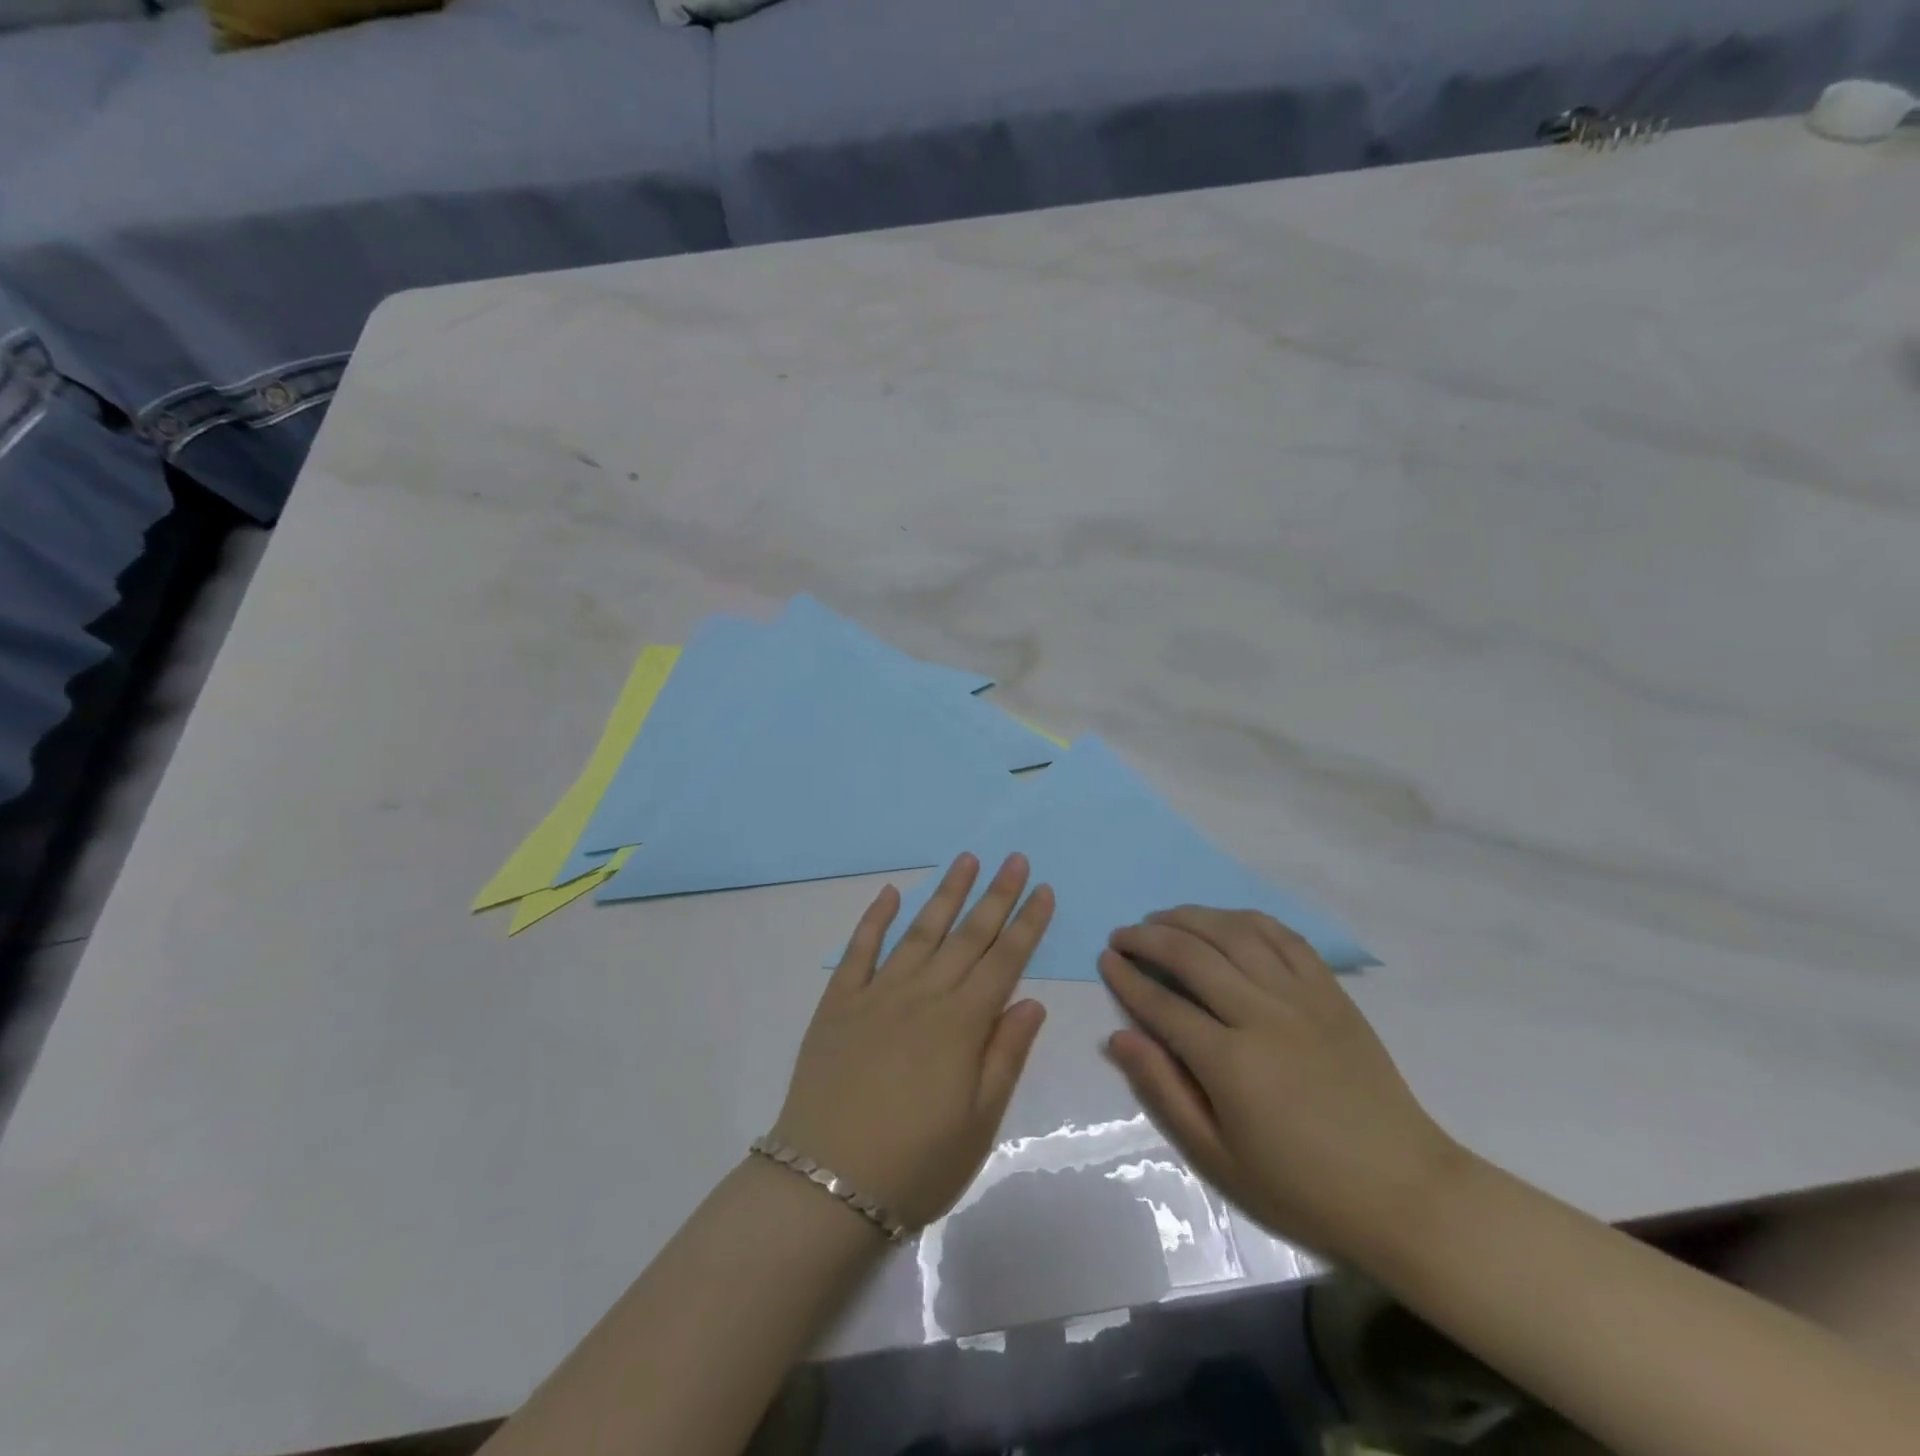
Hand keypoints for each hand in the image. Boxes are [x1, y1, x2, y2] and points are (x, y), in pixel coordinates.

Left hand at [774, 853, 1053, 1229]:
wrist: (825, 1185)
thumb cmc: (915, 1164)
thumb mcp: (980, 1123)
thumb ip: (1006, 1055)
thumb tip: (1032, 1001)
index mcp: (962, 1024)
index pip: (1005, 961)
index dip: (1028, 923)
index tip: (1044, 889)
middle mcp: (923, 995)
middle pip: (968, 936)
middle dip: (996, 895)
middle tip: (1015, 858)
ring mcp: (877, 993)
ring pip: (920, 931)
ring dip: (946, 893)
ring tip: (967, 859)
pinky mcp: (838, 1002)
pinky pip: (859, 950)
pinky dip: (876, 918)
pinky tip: (892, 893)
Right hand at [1099, 907, 1462, 1265]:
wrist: (1404, 1191)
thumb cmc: (1302, 1186)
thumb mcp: (1219, 1157)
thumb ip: (1164, 1090)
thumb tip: (1120, 1037)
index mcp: (1231, 1062)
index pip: (1162, 1004)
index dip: (1127, 978)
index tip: (1105, 961)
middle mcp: (1262, 1015)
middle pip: (1192, 955)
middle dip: (1147, 938)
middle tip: (1122, 935)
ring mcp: (1301, 997)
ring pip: (1234, 933)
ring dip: (1191, 917)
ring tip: (1163, 918)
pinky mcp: (1331, 992)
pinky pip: (1284, 937)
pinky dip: (1246, 919)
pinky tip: (1224, 920)